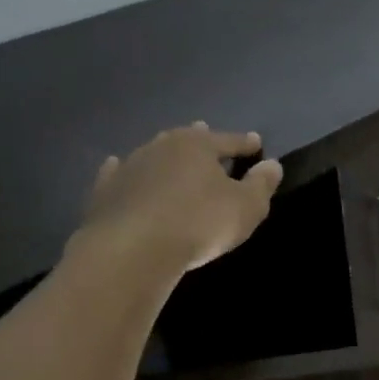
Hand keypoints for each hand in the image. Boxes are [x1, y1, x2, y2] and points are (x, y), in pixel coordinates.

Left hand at [74, 123, 282, 272]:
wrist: (133, 248)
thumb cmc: (199, 223)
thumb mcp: (246, 207)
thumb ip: (261, 185)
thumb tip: (272, 165)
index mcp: (198, 145)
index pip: (229, 140)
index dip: (245, 143)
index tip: (256, 142)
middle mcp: (162, 146)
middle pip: (186, 139)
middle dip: (199, 138)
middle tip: (205, 131)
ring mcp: (130, 166)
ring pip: (153, 154)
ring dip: (164, 155)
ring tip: (170, 154)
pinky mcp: (106, 190)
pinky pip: (118, 174)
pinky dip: (124, 171)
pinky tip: (118, 167)